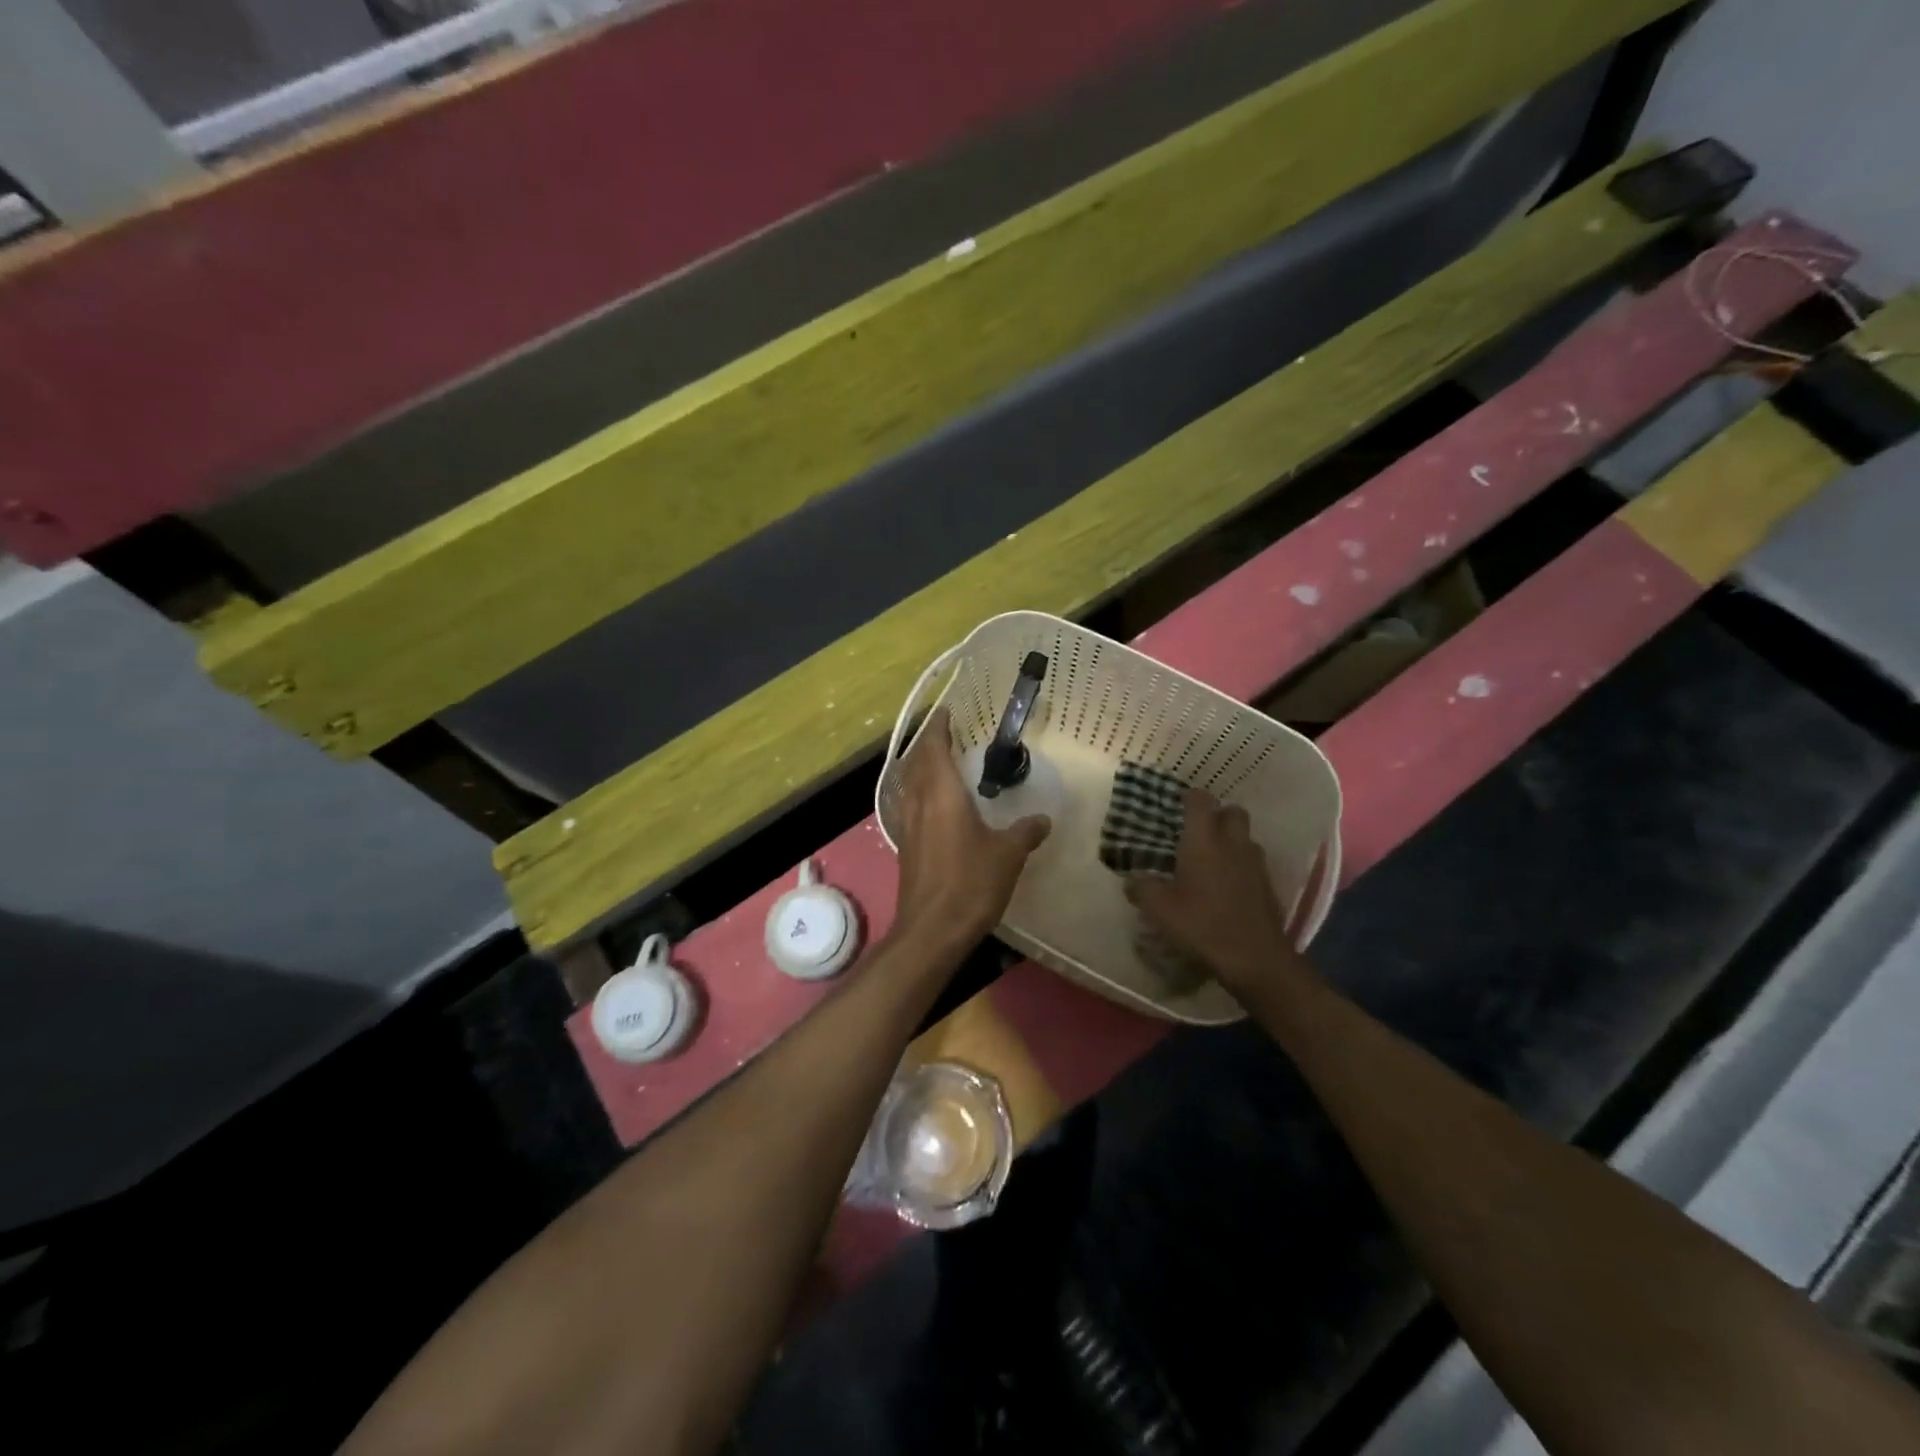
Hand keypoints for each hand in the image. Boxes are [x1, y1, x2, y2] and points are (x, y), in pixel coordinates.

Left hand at [891, 707, 1050, 948]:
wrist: (932, 929)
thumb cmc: (971, 883)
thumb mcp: (1008, 854)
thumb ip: (1026, 831)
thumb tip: (1043, 819)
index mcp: (942, 793)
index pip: (935, 747)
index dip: (940, 727)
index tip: (948, 711)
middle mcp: (918, 801)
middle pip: (917, 761)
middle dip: (929, 743)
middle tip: (948, 733)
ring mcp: (906, 824)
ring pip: (908, 782)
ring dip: (919, 766)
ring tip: (938, 761)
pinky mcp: (904, 845)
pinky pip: (908, 804)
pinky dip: (917, 791)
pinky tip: (931, 803)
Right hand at [1125, 789, 1312, 995]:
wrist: (1255, 958)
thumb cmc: (1202, 925)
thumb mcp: (1159, 909)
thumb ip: (1142, 889)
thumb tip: (1131, 880)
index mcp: (1204, 841)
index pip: (1200, 801)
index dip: (1189, 798)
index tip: (1176, 806)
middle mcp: (1233, 844)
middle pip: (1232, 811)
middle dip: (1217, 815)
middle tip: (1197, 832)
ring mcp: (1255, 864)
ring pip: (1246, 837)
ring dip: (1231, 840)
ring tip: (1211, 860)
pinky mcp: (1268, 885)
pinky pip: (1253, 863)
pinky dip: (1241, 866)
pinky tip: (1226, 887)